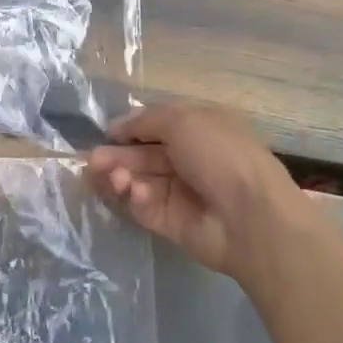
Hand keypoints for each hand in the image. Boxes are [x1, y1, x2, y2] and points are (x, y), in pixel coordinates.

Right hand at [87, 103, 297, 277]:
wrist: (250, 217)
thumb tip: (117, 127)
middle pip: (143, 155)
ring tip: (107, 175)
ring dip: (120, 175)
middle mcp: (190, 159)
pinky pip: (144, 207)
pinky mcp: (171, 222)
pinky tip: (135, 192)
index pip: (157, 125)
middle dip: (116, 156)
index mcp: (200, 129)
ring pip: (139, 181)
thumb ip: (145, 120)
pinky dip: (135, 198)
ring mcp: (180, 192)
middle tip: (92, 161)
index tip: (107, 133)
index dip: (130, 128)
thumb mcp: (182, 120)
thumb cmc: (220, 156)